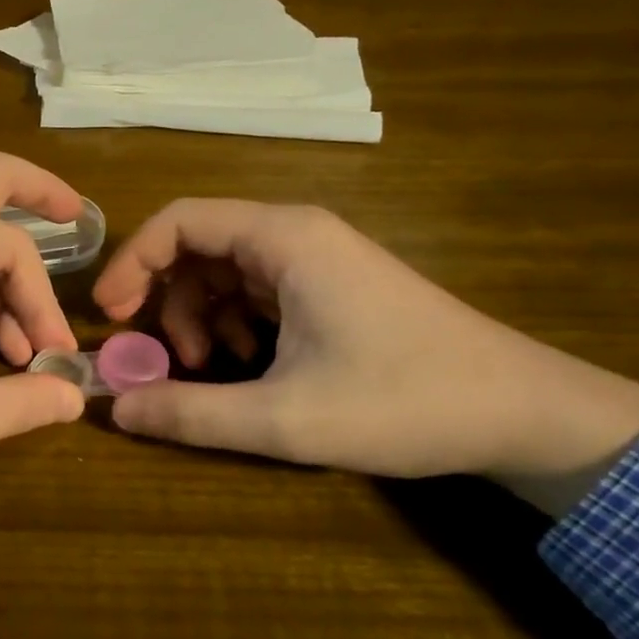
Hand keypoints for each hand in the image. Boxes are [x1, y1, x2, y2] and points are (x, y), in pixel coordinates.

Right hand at [93, 201, 638, 514]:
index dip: (133, 261)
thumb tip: (115, 408)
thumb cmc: (406, 403)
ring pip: (222, 271)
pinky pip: (254, 291)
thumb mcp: (286, 418)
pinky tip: (248, 367)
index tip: (110, 313)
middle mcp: (296, 235)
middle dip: (165, 300)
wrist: (528, 414)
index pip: (179, 220)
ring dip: (199, 317)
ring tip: (211, 371)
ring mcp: (315, 260)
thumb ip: (192, 413)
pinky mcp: (328, 286)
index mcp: (284, 239)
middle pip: (196, 246)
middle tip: (158, 357)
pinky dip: (232, 324)